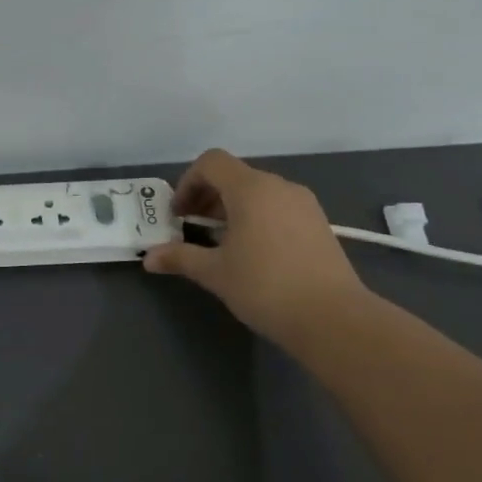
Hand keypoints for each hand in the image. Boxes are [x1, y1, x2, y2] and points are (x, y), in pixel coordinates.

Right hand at [143, 149, 365, 347]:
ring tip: (220, 242)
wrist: (333, 318)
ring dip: (231, 208)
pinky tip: (252, 252)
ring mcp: (303, 204)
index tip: (179, 215)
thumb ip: (180, 258)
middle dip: (207, 197)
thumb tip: (148, 258)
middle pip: (234, 176)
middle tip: (191, 228)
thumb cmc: (265, 286)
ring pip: (257, 192)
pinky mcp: (318, 223)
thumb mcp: (215, 273)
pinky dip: (256, 218)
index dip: (187, 183)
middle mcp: (279, 187)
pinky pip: (278, 207)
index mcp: (250, 189)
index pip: (211, 163)